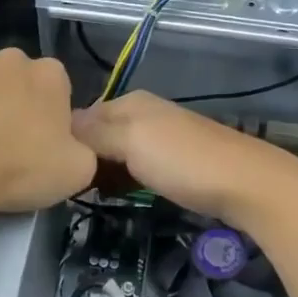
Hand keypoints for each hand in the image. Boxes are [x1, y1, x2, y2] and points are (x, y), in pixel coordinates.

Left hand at [0, 49, 96, 215]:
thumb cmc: (18, 168)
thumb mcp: (77, 172)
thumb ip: (85, 151)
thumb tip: (73, 144)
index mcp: (51, 75)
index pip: (60, 90)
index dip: (52, 119)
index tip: (40, 147)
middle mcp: (12, 58)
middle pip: (20, 82)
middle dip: (17, 106)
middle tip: (7, 147)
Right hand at [71, 91, 297, 229]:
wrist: (247, 184)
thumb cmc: (183, 161)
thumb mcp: (131, 142)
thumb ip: (94, 133)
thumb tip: (61, 125)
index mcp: (131, 102)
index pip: (83, 115)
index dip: (66, 139)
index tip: (51, 167)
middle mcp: (145, 113)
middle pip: (100, 133)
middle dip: (84, 156)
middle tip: (67, 186)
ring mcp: (163, 136)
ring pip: (118, 152)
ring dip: (104, 170)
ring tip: (87, 193)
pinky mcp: (176, 161)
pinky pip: (137, 166)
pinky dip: (124, 178)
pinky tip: (119, 194)